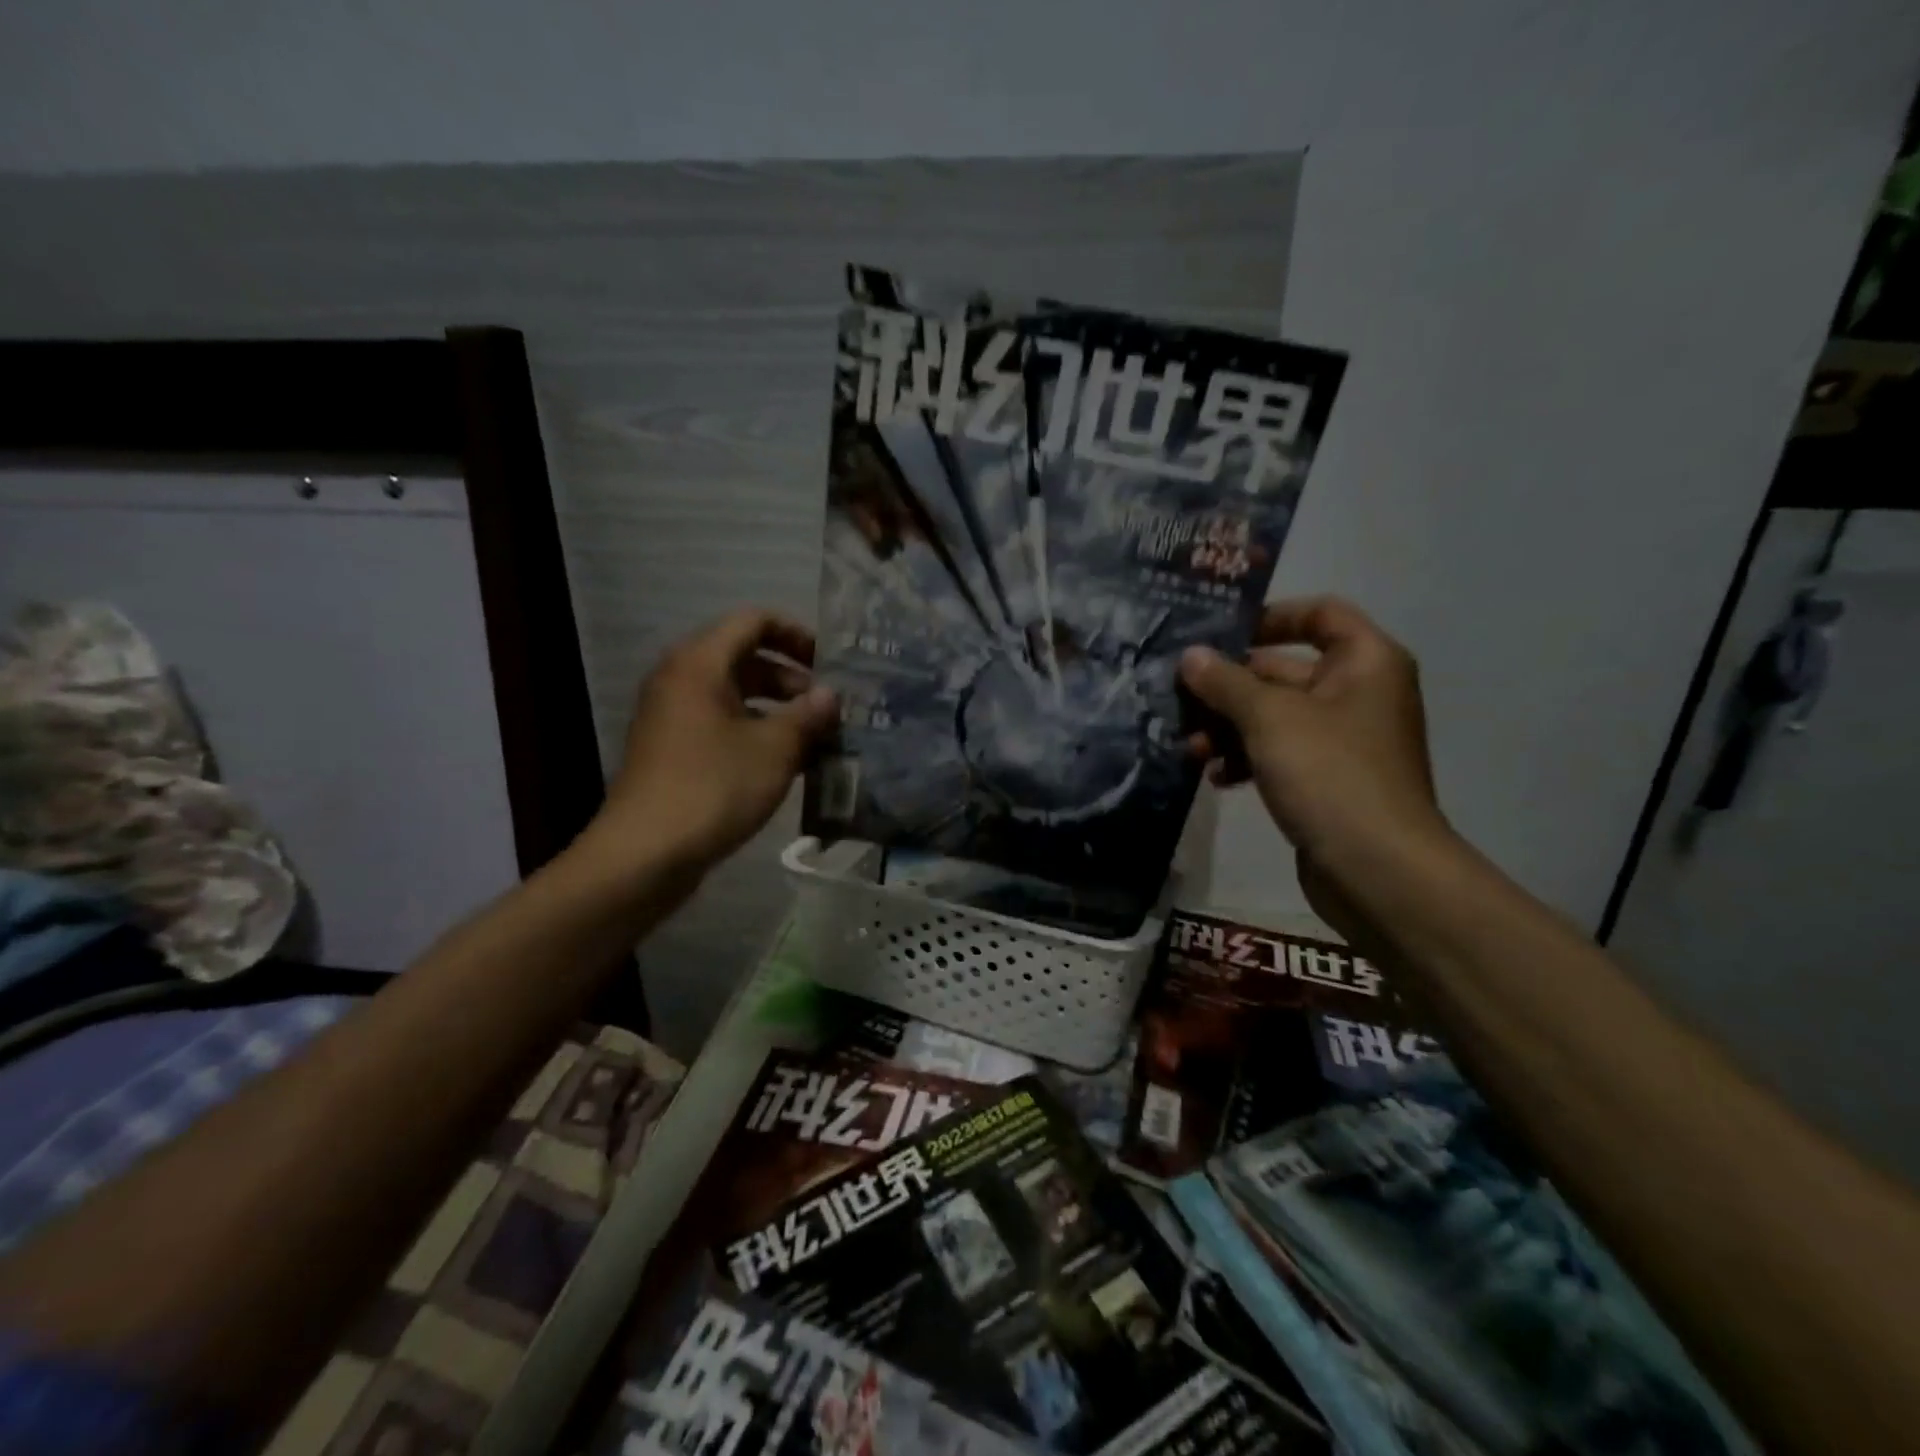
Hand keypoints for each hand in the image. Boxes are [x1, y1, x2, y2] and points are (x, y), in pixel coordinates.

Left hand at [590, 609, 837, 878]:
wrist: (645, 854)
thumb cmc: (714, 788)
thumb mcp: (774, 750)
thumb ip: (807, 716)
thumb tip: (830, 696)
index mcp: (700, 664)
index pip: (753, 621)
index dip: (796, 634)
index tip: (829, 665)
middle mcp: (681, 680)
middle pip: (744, 658)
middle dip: (791, 679)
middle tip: (827, 709)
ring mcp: (673, 716)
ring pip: (735, 695)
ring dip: (777, 710)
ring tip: (815, 739)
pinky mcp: (673, 750)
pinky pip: (721, 724)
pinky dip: (755, 733)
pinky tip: (787, 765)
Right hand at [1180, 597, 1454, 929]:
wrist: (1377, 870)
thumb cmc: (1330, 774)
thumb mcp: (1269, 719)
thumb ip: (1225, 682)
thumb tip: (1190, 656)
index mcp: (1364, 662)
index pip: (1319, 613)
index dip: (1269, 616)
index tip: (1218, 633)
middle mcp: (1358, 693)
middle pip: (1284, 670)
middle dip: (1229, 686)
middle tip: (1179, 697)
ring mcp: (1343, 739)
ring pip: (1274, 716)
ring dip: (1229, 727)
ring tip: (1192, 748)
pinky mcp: (1327, 779)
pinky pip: (1279, 753)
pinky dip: (1247, 758)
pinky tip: (1216, 777)